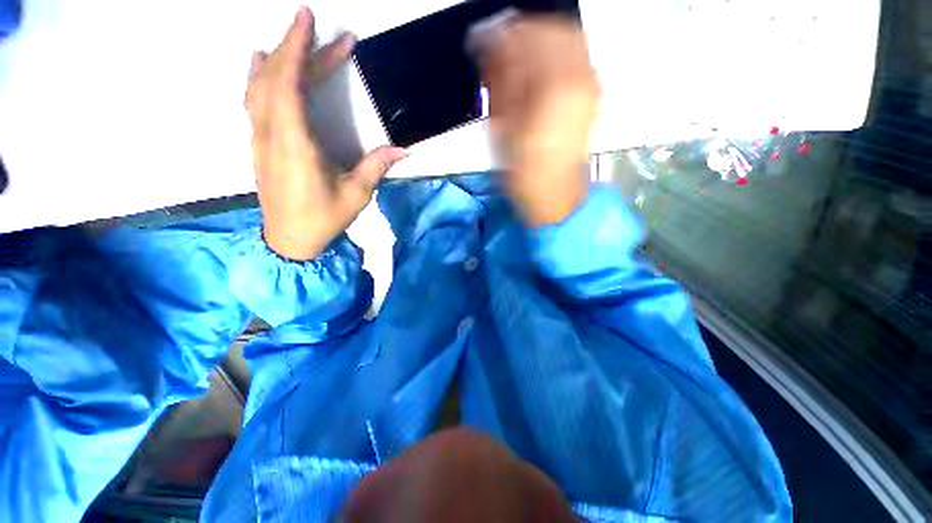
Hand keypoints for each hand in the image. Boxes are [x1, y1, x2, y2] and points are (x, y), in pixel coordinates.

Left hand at [246, 7, 407, 260]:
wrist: (289, 240)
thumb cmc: (323, 218)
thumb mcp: (356, 194)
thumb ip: (376, 167)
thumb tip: (403, 150)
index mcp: (295, 145)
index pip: (289, 85)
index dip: (298, 50)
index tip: (309, 21)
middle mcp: (271, 134)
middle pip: (276, 79)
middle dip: (296, 48)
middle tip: (318, 27)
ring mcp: (260, 138)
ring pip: (259, 87)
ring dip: (276, 58)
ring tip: (293, 38)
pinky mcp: (259, 144)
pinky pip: (254, 102)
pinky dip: (259, 77)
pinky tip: (263, 65)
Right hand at [478, 17, 599, 227]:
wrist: (555, 196)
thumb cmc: (524, 172)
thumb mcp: (503, 128)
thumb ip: (499, 81)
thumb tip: (490, 47)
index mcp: (554, 86)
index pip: (526, 35)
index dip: (499, 34)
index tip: (480, 41)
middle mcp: (580, 77)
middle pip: (552, 29)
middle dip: (521, 32)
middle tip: (497, 47)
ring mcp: (590, 85)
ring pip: (567, 38)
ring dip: (538, 40)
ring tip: (515, 58)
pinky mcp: (591, 95)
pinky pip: (575, 56)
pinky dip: (552, 53)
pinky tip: (535, 70)